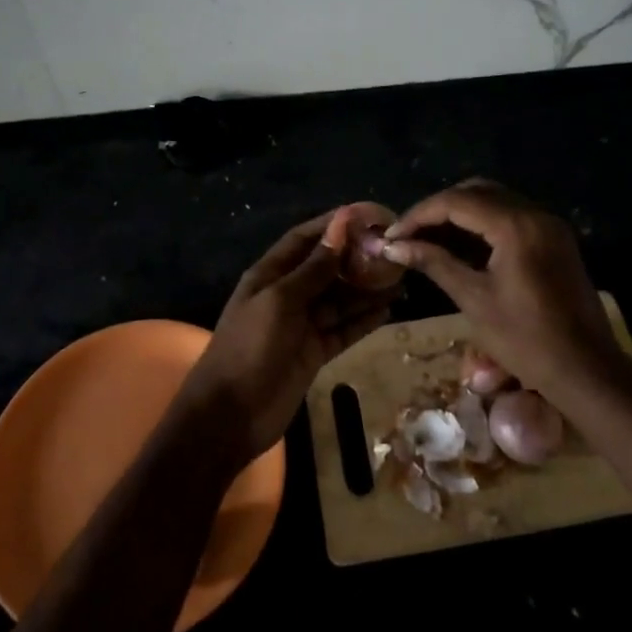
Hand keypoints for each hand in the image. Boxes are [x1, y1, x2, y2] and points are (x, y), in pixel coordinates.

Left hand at [176, 211, 396, 464]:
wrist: (230, 415)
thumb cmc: (250, 347)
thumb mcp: (280, 301)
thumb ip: (313, 269)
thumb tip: (340, 228)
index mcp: (270, 274)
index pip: (304, 239)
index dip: (332, 226)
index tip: (366, 215)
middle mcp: (287, 294)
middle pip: (326, 268)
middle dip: (356, 258)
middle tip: (393, 250)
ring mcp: (301, 325)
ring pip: (339, 299)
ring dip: (366, 289)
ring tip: (401, 278)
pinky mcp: (314, 352)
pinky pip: (343, 329)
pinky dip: (364, 320)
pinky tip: (389, 310)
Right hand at [380, 179, 613, 400]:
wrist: (587, 372)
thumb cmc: (526, 340)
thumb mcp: (474, 299)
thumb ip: (434, 263)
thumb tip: (394, 246)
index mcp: (515, 226)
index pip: (456, 202)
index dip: (419, 215)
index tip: (393, 235)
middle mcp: (535, 214)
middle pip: (476, 192)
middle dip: (439, 209)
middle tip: (410, 234)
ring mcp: (549, 226)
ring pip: (495, 201)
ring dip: (460, 214)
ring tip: (429, 239)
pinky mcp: (555, 240)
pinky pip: (512, 217)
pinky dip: (483, 224)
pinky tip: (461, 246)